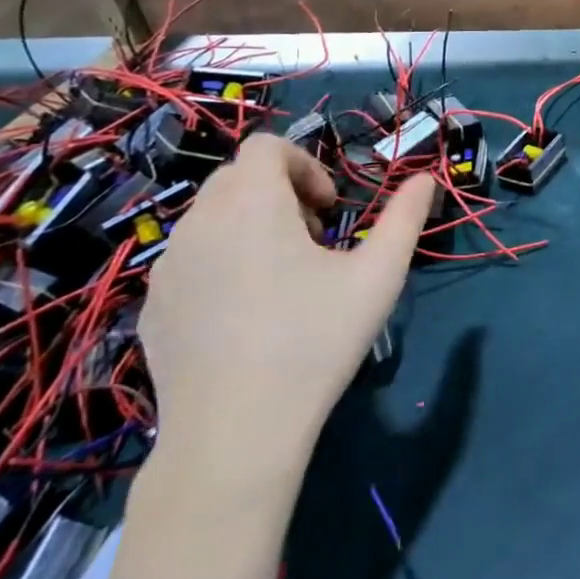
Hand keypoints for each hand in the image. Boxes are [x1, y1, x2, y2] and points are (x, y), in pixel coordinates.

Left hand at [138, 135, 433, 473]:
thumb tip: (425, 178)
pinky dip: (223, 261)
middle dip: (281, 193)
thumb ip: (405, 218)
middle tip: (316, 240)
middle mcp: (199, 223)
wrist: (235, 432)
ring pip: (211, 217)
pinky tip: (249, 314)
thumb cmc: (314, 341)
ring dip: (252, 225)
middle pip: (238, 177)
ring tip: (285, 277)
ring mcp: (168, 267)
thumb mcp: (378, 275)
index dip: (306, 164)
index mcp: (252, 205)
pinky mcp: (153, 306)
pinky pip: (191, 259)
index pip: (266, 147)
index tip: (331, 210)